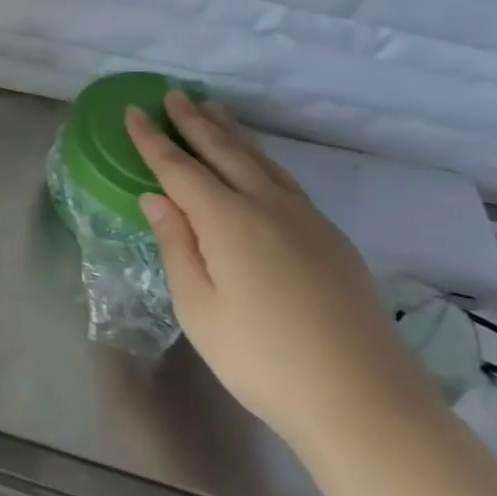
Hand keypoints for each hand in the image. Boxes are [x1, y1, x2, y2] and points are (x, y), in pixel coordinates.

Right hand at [124, 92, 435, 446]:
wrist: (363, 400)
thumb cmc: (262, 359)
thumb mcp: (198, 308)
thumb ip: (177, 246)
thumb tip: (157, 198)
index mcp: (228, 221)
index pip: (180, 169)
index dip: (153, 141)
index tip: (133, 112)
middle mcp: (268, 207)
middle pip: (225, 152)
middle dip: (195, 122)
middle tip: (174, 95)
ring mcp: (307, 220)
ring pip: (261, 161)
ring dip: (232, 133)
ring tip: (213, 110)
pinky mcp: (331, 238)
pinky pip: (285, 180)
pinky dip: (261, 159)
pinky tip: (257, 164)